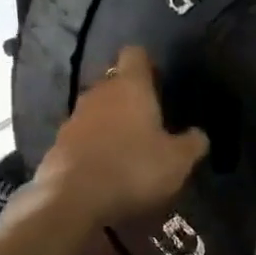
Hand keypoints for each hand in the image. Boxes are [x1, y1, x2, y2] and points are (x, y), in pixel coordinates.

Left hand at [34, 47, 207, 227]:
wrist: (72, 200)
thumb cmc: (133, 169)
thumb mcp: (177, 161)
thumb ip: (192, 143)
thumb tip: (198, 134)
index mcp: (130, 87)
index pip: (135, 54)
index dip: (148, 64)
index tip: (160, 82)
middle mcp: (98, 93)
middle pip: (114, 82)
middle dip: (130, 97)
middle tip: (150, 121)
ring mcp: (73, 118)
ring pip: (96, 110)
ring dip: (110, 123)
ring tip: (128, 148)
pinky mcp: (57, 145)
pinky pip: (82, 137)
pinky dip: (94, 146)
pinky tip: (106, 169)